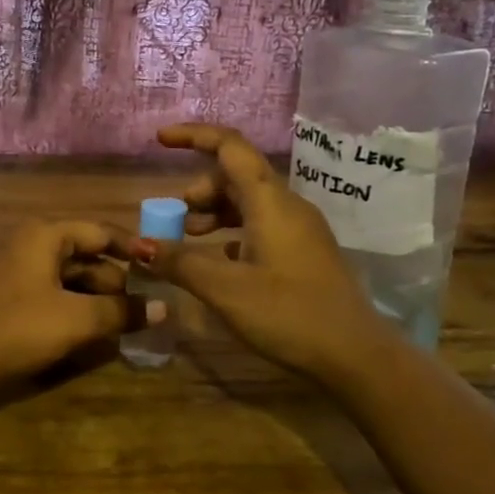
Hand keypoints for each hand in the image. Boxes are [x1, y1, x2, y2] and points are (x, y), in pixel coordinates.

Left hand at [0, 219, 161, 397]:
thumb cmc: (16, 328)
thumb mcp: (76, 320)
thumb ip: (121, 312)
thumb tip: (163, 309)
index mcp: (43, 235)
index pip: (99, 231)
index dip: (131, 248)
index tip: (158, 267)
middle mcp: (24, 242)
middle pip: (80, 254)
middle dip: (112, 279)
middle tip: (140, 306)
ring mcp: (7, 267)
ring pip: (61, 275)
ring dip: (90, 295)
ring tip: (116, 321)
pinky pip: (43, 290)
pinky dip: (67, 304)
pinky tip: (80, 329)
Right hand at [130, 123, 394, 380]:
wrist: (356, 356)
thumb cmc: (289, 315)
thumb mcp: (226, 290)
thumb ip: (180, 263)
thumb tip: (138, 246)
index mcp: (270, 202)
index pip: (230, 147)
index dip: (193, 136)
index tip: (159, 141)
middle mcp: (287, 206)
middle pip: (236, 175)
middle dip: (199, 189)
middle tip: (173, 219)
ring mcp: (300, 229)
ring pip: (249, 202)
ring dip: (214, 212)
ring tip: (189, 238)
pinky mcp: (304, 252)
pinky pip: (261, 225)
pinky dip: (233, 232)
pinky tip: (221, 261)